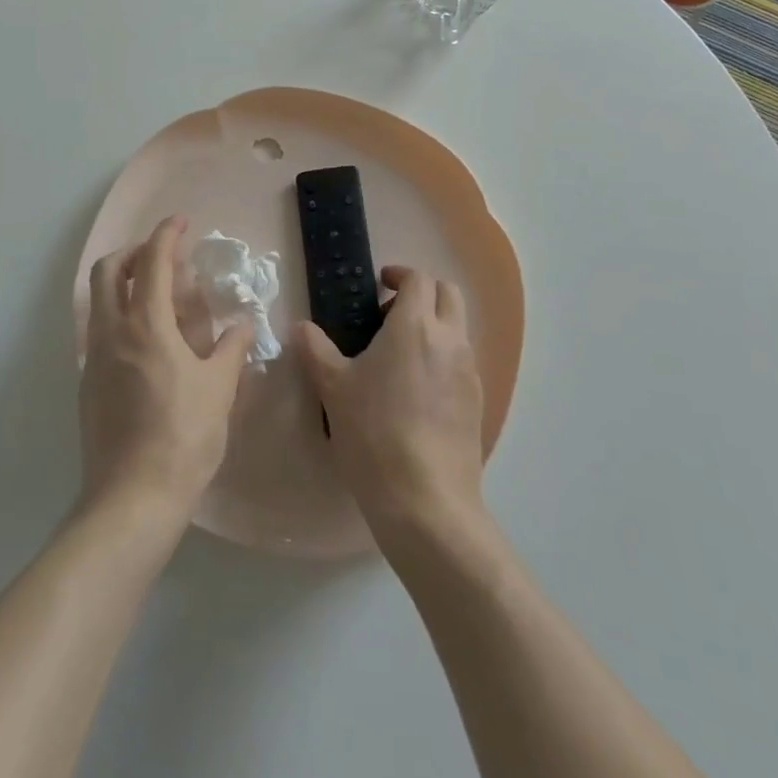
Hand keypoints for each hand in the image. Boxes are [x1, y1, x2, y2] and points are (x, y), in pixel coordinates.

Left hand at [80, 216, 252, 526]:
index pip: (153, 262)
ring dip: (123, 283)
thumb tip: (241, 325)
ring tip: (157, 296)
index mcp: (146, 325)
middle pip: (108, 271)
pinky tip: (146, 342)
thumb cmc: (183, 438)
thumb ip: (230, 349)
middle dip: (134, 252)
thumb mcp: (219, 390)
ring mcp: (94, 359)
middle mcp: (112, 332)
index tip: (182, 222)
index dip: (167, 235)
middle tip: (163, 258)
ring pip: (98, 300)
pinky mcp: (87, 385)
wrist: (131, 500)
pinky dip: (118, 315)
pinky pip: (99, 331)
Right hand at [295, 266, 485, 542]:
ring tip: (398, 355)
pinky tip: (416, 390)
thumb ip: (315, 350)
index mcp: (415, 326)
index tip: (378, 286)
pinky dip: (443, 356)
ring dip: (434, 325)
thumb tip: (300, 327)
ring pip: (458, 328)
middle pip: (448, 294)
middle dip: (422, 293)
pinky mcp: (477, 402)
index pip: (418, 278)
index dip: (398, 275)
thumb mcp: (334, 389)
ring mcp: (469, 372)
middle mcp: (450, 340)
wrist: (426, 502)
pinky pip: (462, 361)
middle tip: (388, 315)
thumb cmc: (374, 434)